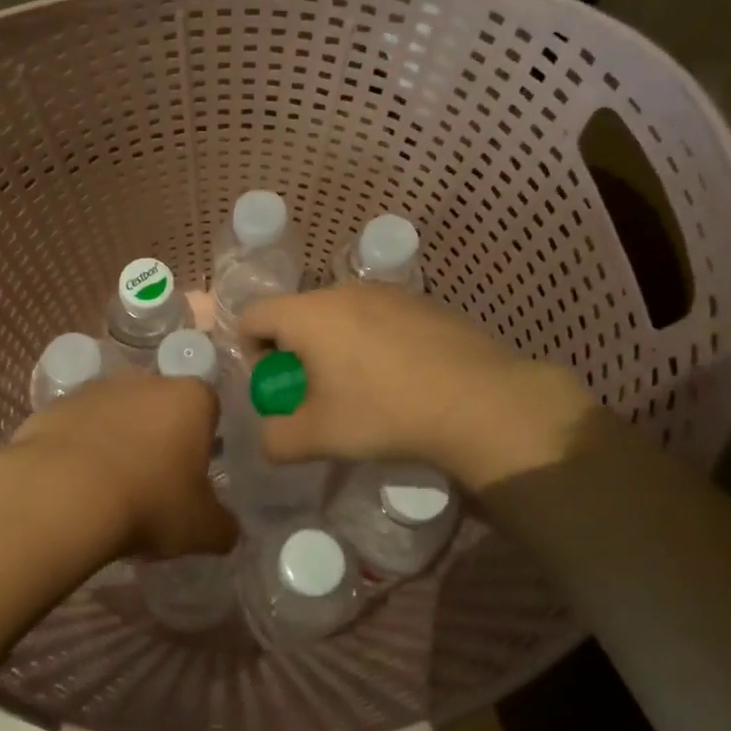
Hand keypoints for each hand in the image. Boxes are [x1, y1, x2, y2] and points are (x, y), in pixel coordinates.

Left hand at [0, 373, 237, 569]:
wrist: (62, 496)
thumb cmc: (149, 503)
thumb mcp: (202, 529)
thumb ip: (223, 526)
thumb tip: (227, 530)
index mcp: (191, 399)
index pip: (209, 408)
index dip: (203, 441)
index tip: (192, 475)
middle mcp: (146, 381)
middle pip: (160, 406)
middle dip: (159, 436)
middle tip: (152, 482)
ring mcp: (96, 389)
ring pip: (117, 413)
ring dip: (117, 440)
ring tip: (108, 487)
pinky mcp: (55, 406)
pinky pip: (77, 427)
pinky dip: (79, 448)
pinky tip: (74, 485)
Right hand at [238, 285, 595, 489]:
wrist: (481, 402)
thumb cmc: (385, 413)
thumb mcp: (318, 437)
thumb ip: (276, 439)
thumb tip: (268, 438)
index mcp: (309, 314)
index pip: (252, 315)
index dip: (250, 352)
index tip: (277, 387)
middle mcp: (343, 291)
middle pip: (297, 315)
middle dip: (295, 354)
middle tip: (317, 395)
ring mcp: (388, 292)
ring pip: (339, 316)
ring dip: (334, 348)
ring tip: (362, 390)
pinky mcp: (422, 302)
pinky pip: (377, 318)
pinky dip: (372, 343)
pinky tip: (401, 379)